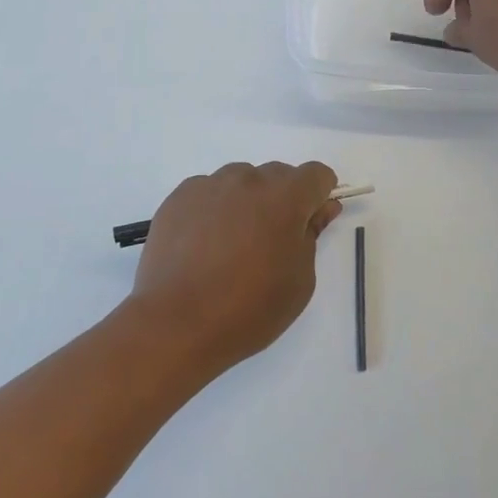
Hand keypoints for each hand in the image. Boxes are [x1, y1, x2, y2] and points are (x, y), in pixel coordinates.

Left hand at [128, 161, 341, 378]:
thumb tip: (321, 208)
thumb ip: (312, 235)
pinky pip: (209, 192)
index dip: (319, 194)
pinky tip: (204, 245)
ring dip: (247, 201)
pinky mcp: (179, 197)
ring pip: (241, 181)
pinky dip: (214, 209)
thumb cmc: (249, 308)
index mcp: (286, 197)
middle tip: (271, 242)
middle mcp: (248, 179)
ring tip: (233, 245)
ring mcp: (210, 185)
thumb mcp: (299, 280)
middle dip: (283, 199)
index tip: (311, 221)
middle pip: (277, 175)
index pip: (316, 174)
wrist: (176, 323)